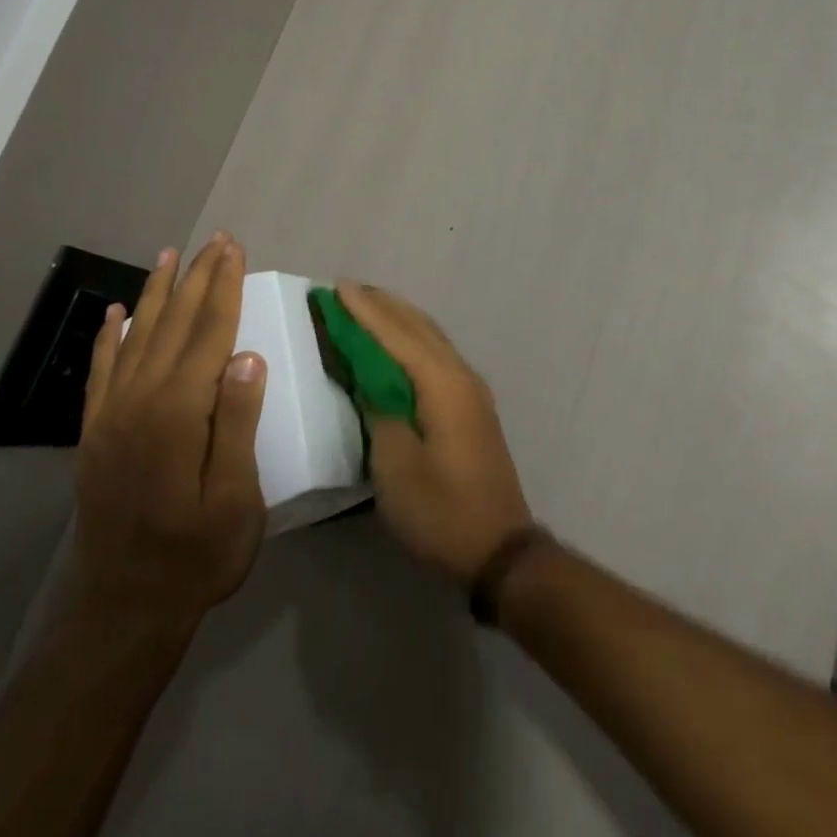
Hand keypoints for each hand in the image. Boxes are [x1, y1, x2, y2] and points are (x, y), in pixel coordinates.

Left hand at [74, 234, 267, 632]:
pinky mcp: (95, 434)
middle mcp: (140, 402)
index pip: (208, 334)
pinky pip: (103, 371)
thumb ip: (237, 424)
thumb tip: (248, 356)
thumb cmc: (196, 557)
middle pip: (174, 325)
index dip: (224, 288)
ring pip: (137, 337)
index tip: (234, 249)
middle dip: (198, 278)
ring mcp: (111, 417)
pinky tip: (119, 312)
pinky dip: (111, 336)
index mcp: (179, 414)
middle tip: (215, 239)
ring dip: (157, 293)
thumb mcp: (235, 499)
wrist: (124, 611)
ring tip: (171, 255)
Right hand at [337, 282, 532, 584]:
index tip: (336, 287)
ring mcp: (471, 390)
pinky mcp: (471, 406)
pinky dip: (411, 340)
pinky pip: (436, 355)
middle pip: (418, 327)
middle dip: (382, 305)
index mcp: (443, 384)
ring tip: (368, 305)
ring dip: (398, 319)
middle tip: (346, 290)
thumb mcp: (396, 466)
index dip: (364, 311)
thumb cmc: (441, 510)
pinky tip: (397, 345)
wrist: (499, 548)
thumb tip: (368, 378)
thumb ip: (379, 411)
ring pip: (430, 338)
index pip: (397, 334)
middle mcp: (460, 375)